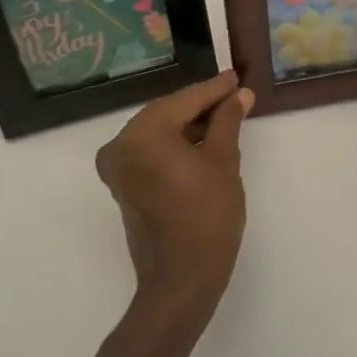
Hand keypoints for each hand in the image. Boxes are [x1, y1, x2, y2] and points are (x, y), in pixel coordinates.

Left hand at [95, 71, 253, 310]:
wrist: (181, 280)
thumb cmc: (206, 215)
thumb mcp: (223, 160)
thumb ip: (227, 120)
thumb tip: (239, 94)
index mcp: (142, 134)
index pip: (185, 100)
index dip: (214, 89)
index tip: (236, 77)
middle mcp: (121, 146)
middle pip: (168, 113)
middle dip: (201, 106)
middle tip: (234, 96)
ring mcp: (118, 168)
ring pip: (160, 133)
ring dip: (190, 126)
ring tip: (225, 117)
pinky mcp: (124, 186)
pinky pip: (152, 152)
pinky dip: (176, 145)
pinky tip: (204, 141)